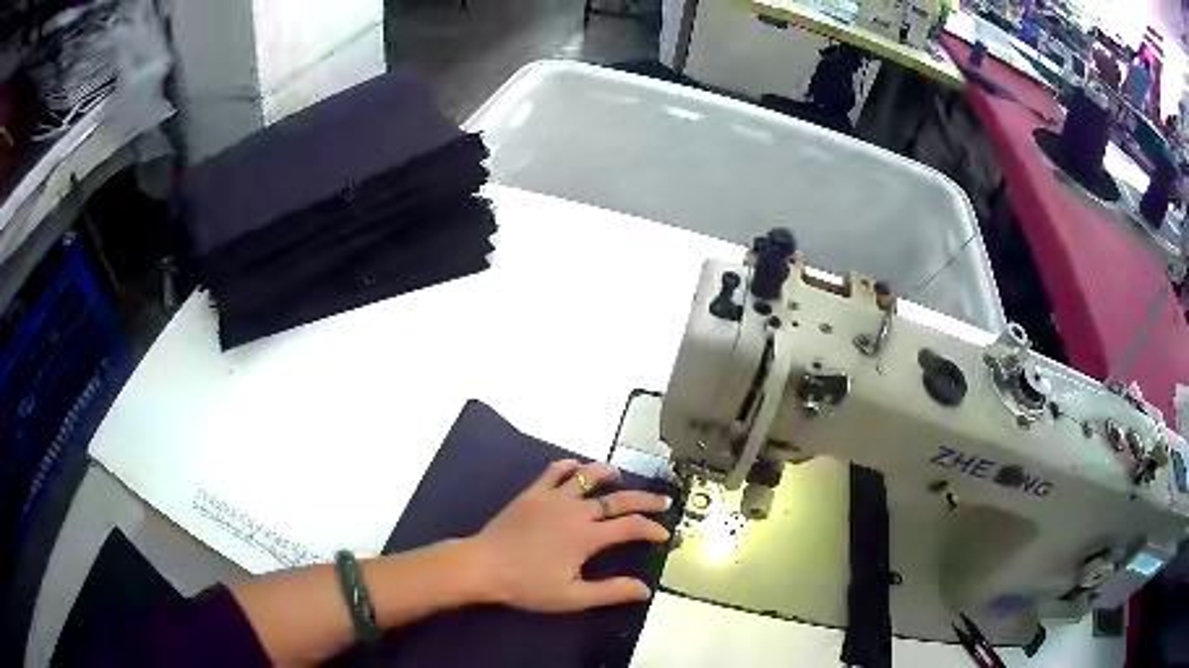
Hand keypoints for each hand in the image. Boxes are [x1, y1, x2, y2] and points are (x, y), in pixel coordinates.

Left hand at [464, 459, 671, 611]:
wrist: (484, 565)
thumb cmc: (527, 584)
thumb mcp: (572, 596)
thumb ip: (610, 591)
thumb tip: (645, 589)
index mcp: (587, 536)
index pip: (630, 527)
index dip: (651, 529)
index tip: (663, 533)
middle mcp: (575, 510)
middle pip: (618, 499)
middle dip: (645, 499)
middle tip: (663, 500)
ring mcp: (553, 497)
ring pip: (588, 476)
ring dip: (608, 474)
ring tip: (620, 477)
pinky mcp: (533, 492)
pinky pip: (555, 470)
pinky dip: (571, 467)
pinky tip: (578, 470)